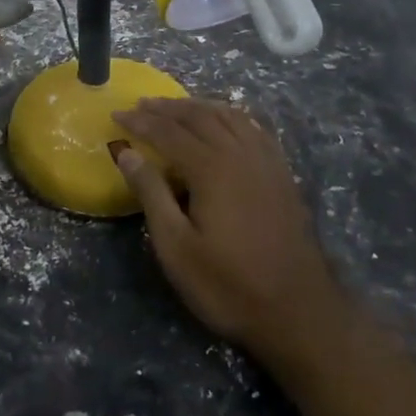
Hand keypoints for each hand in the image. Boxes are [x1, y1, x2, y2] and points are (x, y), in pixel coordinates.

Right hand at [111, 97, 349, 371]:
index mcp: (211, 167)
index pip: (167, 131)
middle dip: (167, 107)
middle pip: (198, 115)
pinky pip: (253, 127)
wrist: (298, 310)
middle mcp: (239, 152)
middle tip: (141, 104)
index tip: (116, 114)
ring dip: (198, 105)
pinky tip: (225, 120)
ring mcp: (265, 160)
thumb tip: (127, 153)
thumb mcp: (177, 247)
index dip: (140, 120)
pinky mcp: (282, 172)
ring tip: (176, 106)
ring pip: (228, 115)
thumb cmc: (228, 284)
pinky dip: (231, 115)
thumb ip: (151, 193)